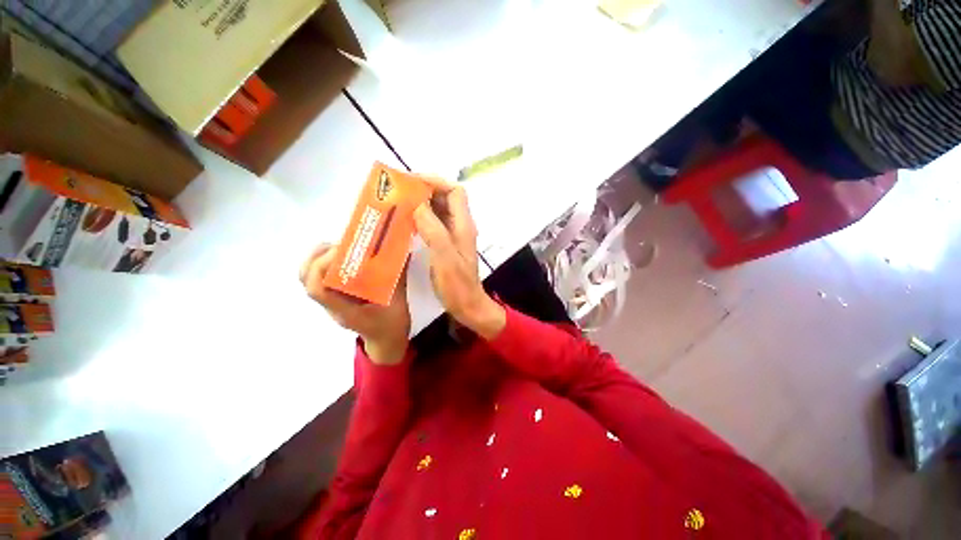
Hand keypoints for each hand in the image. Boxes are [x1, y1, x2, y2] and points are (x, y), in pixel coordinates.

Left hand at [300, 244, 410, 363]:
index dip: (321, 266)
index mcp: (345, 311)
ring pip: (309, 279)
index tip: (340, 250)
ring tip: (340, 248)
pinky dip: (326, 264)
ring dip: (319, 259)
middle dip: (317, 257)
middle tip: (339, 244)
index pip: (318, 289)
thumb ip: (399, 278)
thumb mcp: (398, 303)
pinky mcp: (336, 298)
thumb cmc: (391, 326)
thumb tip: (403, 252)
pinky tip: (345, 258)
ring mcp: (332, 303)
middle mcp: (333, 306)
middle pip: (306, 281)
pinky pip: (321, 279)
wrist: (386, 342)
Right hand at [413, 177, 505, 338]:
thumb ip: (433, 229)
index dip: (436, 182)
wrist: (467, 305)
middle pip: (446, 198)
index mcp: (463, 226)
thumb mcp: (444, 257)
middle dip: (425, 190)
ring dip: (422, 204)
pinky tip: (407, 223)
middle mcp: (460, 226)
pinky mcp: (447, 245)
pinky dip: (422, 219)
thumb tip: (417, 204)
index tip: (412, 182)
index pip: (455, 192)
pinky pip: (435, 224)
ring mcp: (454, 236)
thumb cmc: (457, 285)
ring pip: (439, 211)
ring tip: (400, 203)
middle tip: (401, 191)